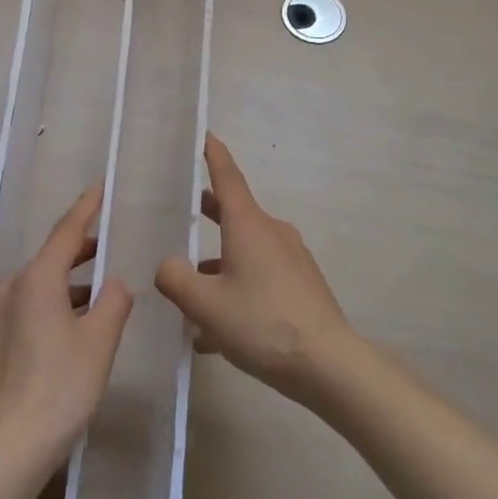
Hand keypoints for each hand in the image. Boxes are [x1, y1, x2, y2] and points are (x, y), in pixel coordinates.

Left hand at [0, 183, 134, 461]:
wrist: (11, 444)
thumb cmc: (62, 385)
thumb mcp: (100, 341)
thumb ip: (114, 302)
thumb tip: (114, 284)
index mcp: (36, 280)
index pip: (66, 232)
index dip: (85, 208)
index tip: (99, 187)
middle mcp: (11, 287)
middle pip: (51, 257)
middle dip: (80, 249)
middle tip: (108, 243)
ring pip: (40, 283)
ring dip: (69, 282)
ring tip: (99, 288)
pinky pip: (29, 304)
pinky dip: (54, 303)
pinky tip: (75, 321)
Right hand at [155, 135, 359, 404]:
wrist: (328, 364)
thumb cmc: (261, 322)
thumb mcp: (204, 304)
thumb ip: (176, 279)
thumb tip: (169, 266)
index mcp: (248, 225)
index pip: (227, 177)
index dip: (213, 155)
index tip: (204, 134)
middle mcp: (271, 233)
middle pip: (234, 215)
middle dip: (209, 214)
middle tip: (182, 213)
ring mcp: (291, 259)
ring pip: (245, 254)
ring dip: (218, 269)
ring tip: (190, 304)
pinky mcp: (302, 286)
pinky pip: (261, 279)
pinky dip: (237, 293)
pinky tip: (217, 335)